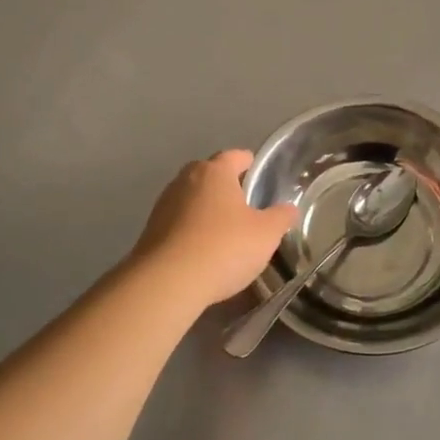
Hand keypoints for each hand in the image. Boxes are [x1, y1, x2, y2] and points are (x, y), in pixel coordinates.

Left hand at [131, 151, 297, 306]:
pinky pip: (178, 223)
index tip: (258, 174)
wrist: (167, 283)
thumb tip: (289, 208)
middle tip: (245, 205)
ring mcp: (163, 205)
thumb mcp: (266, 234)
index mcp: (214, 172)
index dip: (248, 163)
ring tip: (224, 230)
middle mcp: (185, 180)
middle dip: (226, 186)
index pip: (234, 156)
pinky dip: (191, 231)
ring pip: (192, 199)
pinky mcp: (150, 231)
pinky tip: (203, 251)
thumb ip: (281, 217)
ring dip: (206, 210)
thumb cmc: (224, 247)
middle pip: (209, 175)